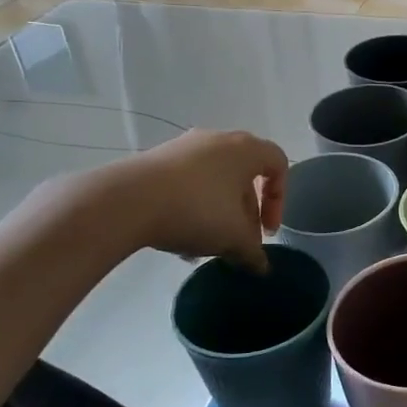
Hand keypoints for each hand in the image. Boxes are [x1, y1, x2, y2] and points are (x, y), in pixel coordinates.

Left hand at [82, 130, 288, 271]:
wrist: (126, 201)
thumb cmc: (196, 210)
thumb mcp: (234, 238)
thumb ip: (254, 252)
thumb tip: (261, 267)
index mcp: (246, 149)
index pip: (279, 165)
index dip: (280, 200)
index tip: (267, 231)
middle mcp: (218, 140)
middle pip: (244, 177)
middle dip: (246, 213)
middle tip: (238, 241)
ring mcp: (184, 147)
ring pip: (214, 183)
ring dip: (218, 214)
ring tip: (205, 244)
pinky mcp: (156, 159)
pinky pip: (187, 183)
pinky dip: (192, 207)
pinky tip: (180, 236)